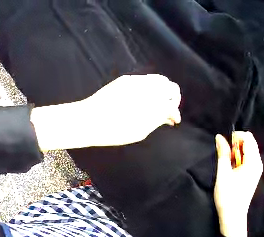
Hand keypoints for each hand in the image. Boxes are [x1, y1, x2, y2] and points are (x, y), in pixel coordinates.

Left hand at [31, 74, 180, 149]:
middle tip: (169, 110)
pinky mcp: (126, 78)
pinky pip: (147, 79)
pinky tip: (148, 98)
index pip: (172, 104)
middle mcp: (146, 87)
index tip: (173, 121)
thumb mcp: (140, 131)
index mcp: (152, 103)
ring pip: (160, 79)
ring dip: (164, 91)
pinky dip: (153, 87)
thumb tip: (170, 117)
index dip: (175, 113)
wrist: (88, 119)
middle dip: (173, 98)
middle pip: (170, 86)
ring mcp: (136, 80)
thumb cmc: (114, 131)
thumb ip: (158, 120)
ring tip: (159, 104)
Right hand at [214, 132, 262, 236]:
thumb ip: (223, 154)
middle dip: (238, 144)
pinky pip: (251, 158)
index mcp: (252, 161)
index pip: (247, 137)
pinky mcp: (256, 174)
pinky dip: (243, 158)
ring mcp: (258, 168)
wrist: (233, 218)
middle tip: (229, 157)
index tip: (227, 147)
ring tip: (232, 164)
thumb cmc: (228, 197)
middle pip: (250, 141)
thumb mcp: (223, 175)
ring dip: (240, 152)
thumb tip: (219, 137)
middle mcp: (258, 162)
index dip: (236, 137)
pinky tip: (237, 170)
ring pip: (251, 149)